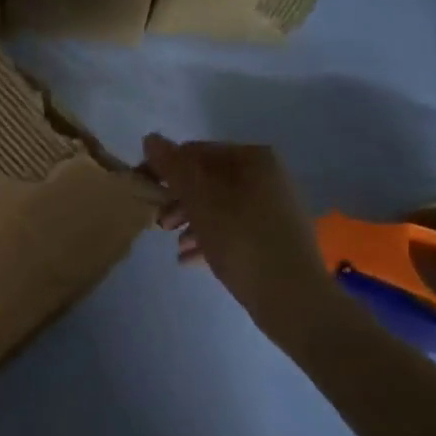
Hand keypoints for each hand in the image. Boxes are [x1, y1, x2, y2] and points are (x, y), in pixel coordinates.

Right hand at [142, 134, 334, 334]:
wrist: (293, 297)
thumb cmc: (242, 240)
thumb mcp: (200, 201)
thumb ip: (174, 168)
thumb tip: (151, 138)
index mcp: (253, 160)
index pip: (196, 152)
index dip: (164, 168)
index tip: (142, 191)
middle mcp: (267, 177)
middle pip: (208, 180)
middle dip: (178, 200)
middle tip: (159, 224)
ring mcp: (274, 208)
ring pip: (219, 206)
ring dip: (191, 222)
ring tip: (176, 245)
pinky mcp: (274, 238)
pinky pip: (233, 230)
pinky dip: (210, 239)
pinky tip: (189, 260)